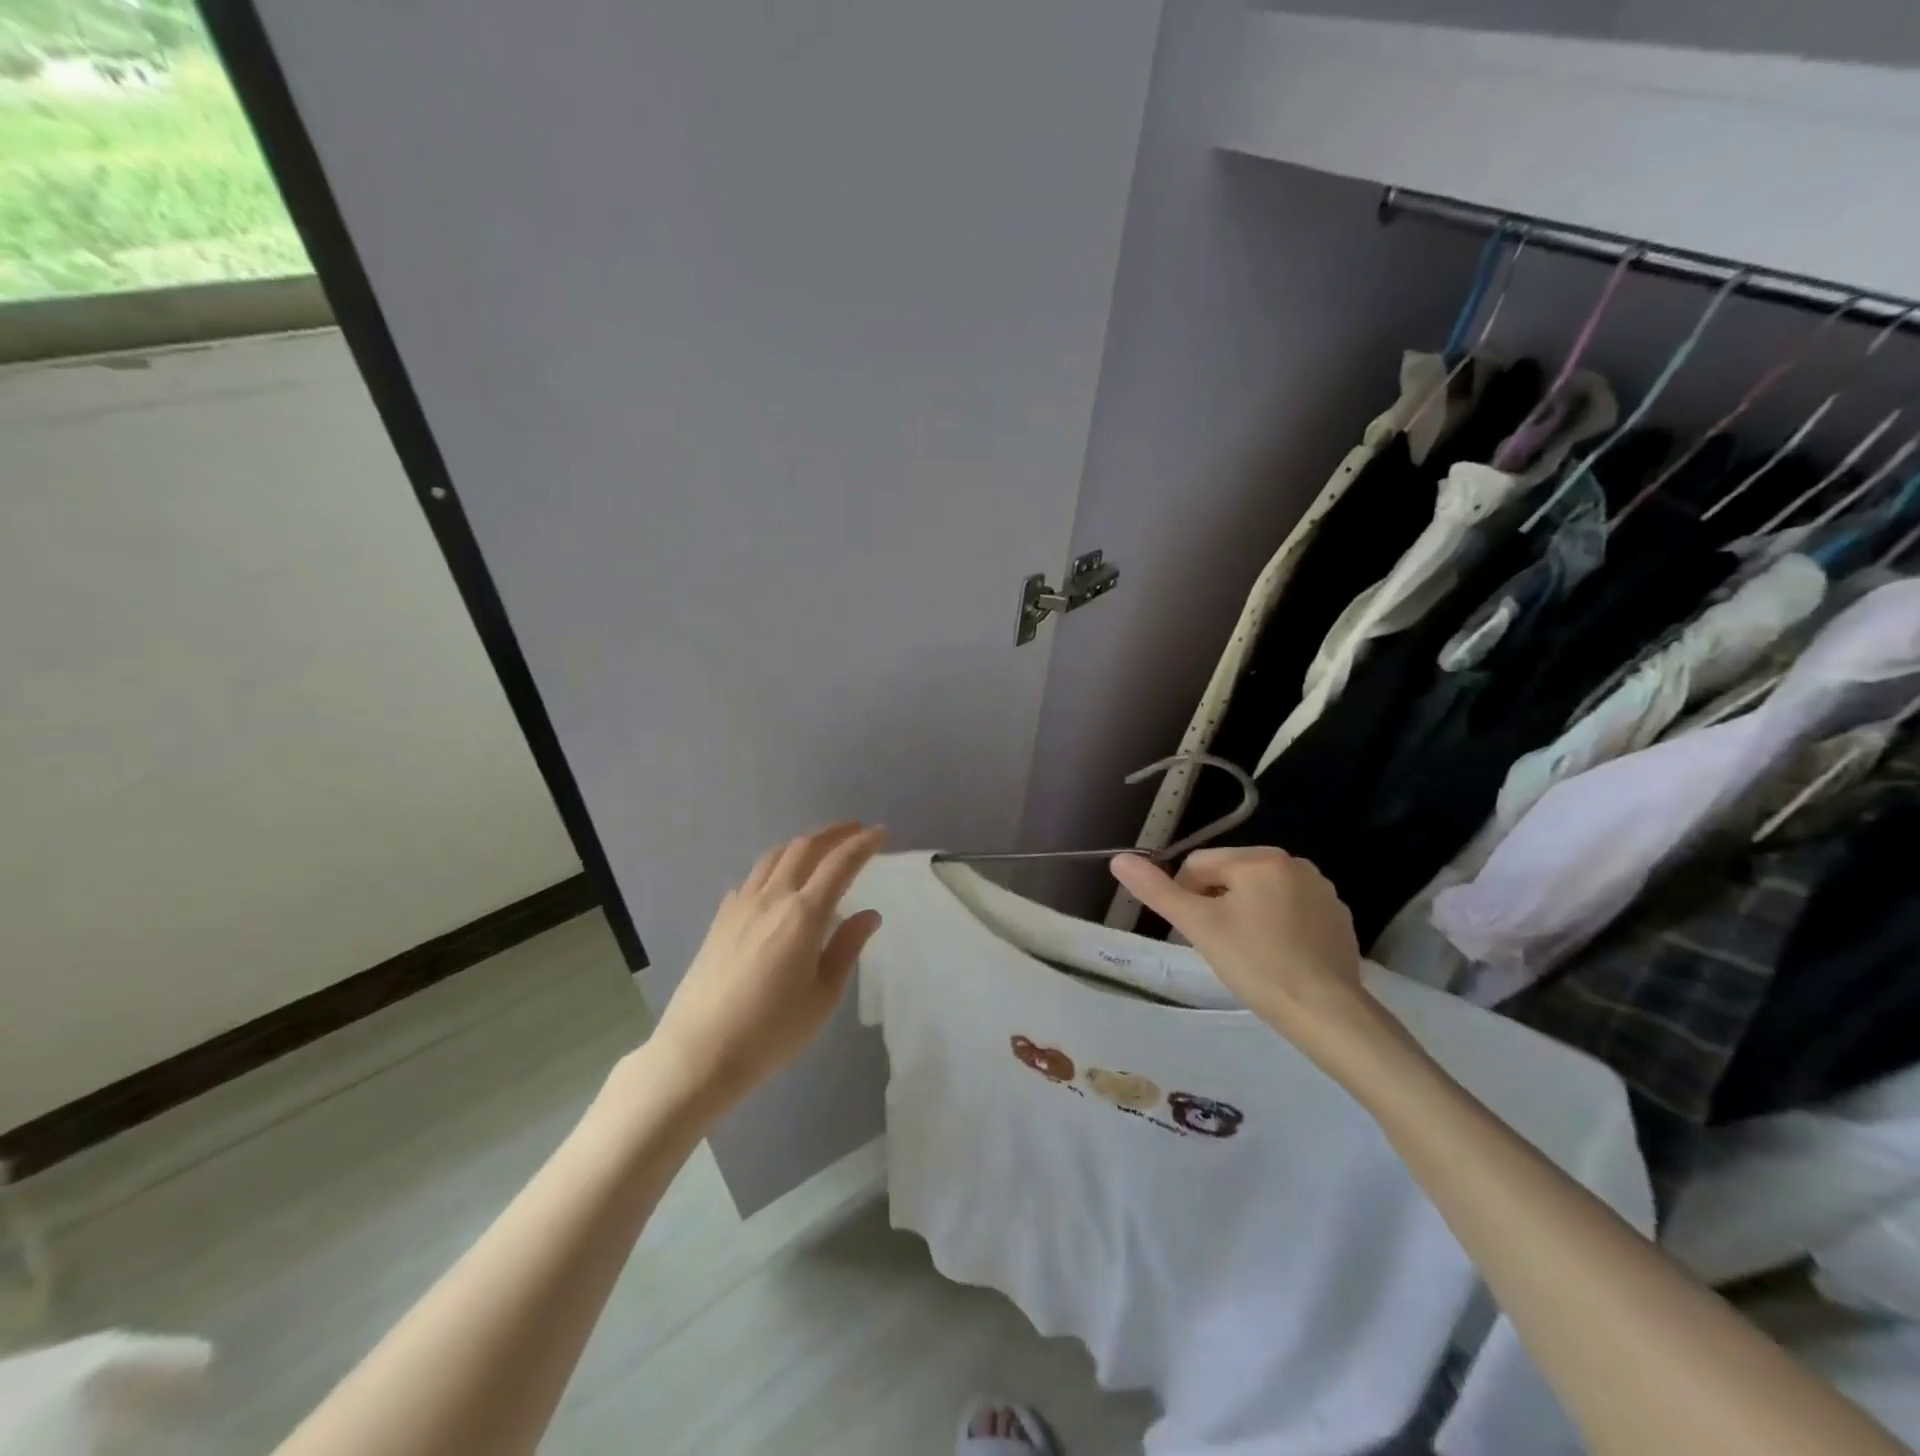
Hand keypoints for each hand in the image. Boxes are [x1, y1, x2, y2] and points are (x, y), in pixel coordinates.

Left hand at [648, 822, 885, 1114]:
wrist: (698, 1053)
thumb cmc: (771, 1032)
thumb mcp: (822, 997)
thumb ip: (846, 949)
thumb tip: (869, 915)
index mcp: (803, 914)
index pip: (840, 864)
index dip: (863, 844)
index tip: (881, 832)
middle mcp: (772, 898)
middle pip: (804, 848)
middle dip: (834, 833)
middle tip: (856, 830)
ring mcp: (740, 906)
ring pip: (774, 857)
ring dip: (802, 844)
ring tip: (820, 847)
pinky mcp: (720, 920)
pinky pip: (751, 878)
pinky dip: (773, 867)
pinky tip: (776, 882)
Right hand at [1111, 847, 1386, 1051]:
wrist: (1327, 1013)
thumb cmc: (1256, 964)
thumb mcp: (1199, 926)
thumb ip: (1157, 891)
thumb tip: (1119, 859)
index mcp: (1259, 858)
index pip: (1199, 864)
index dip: (1186, 896)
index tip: (1192, 933)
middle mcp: (1294, 863)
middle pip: (1232, 875)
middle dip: (1217, 904)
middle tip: (1218, 945)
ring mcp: (1322, 890)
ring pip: (1261, 892)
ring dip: (1246, 913)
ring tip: (1248, 953)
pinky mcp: (1338, 917)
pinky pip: (1292, 910)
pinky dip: (1278, 926)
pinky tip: (1278, 957)